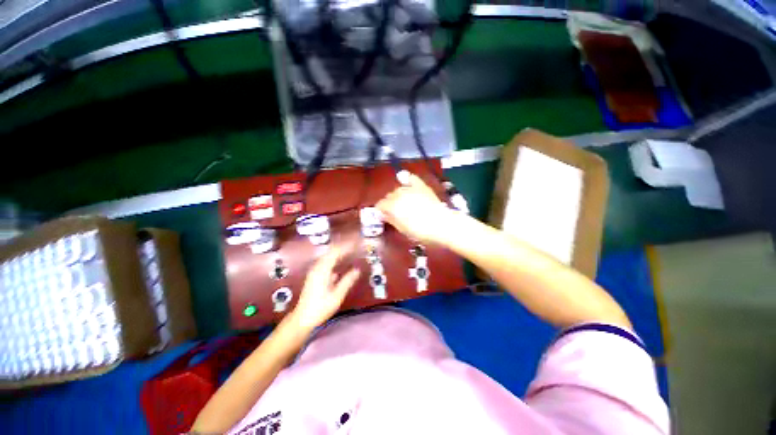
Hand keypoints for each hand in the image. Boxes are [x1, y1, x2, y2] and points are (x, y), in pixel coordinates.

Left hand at [288, 247, 360, 329]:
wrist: (302, 319)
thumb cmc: (320, 308)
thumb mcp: (337, 296)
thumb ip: (347, 281)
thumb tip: (357, 270)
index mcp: (322, 270)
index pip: (335, 252)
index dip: (346, 246)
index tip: (356, 243)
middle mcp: (317, 268)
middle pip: (330, 252)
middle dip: (343, 246)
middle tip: (354, 244)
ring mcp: (315, 272)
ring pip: (328, 256)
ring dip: (338, 252)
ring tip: (349, 250)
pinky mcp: (315, 276)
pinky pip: (326, 262)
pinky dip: (334, 259)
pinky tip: (340, 262)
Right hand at [376, 173, 453, 243]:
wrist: (442, 225)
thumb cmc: (420, 231)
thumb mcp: (402, 229)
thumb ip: (390, 219)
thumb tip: (383, 215)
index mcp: (392, 206)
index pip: (380, 204)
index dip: (381, 211)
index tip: (384, 216)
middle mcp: (399, 194)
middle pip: (389, 196)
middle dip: (390, 203)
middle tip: (396, 212)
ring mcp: (411, 188)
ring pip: (399, 189)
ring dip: (398, 195)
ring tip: (404, 202)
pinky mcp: (422, 186)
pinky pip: (411, 178)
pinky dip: (407, 179)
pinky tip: (406, 181)